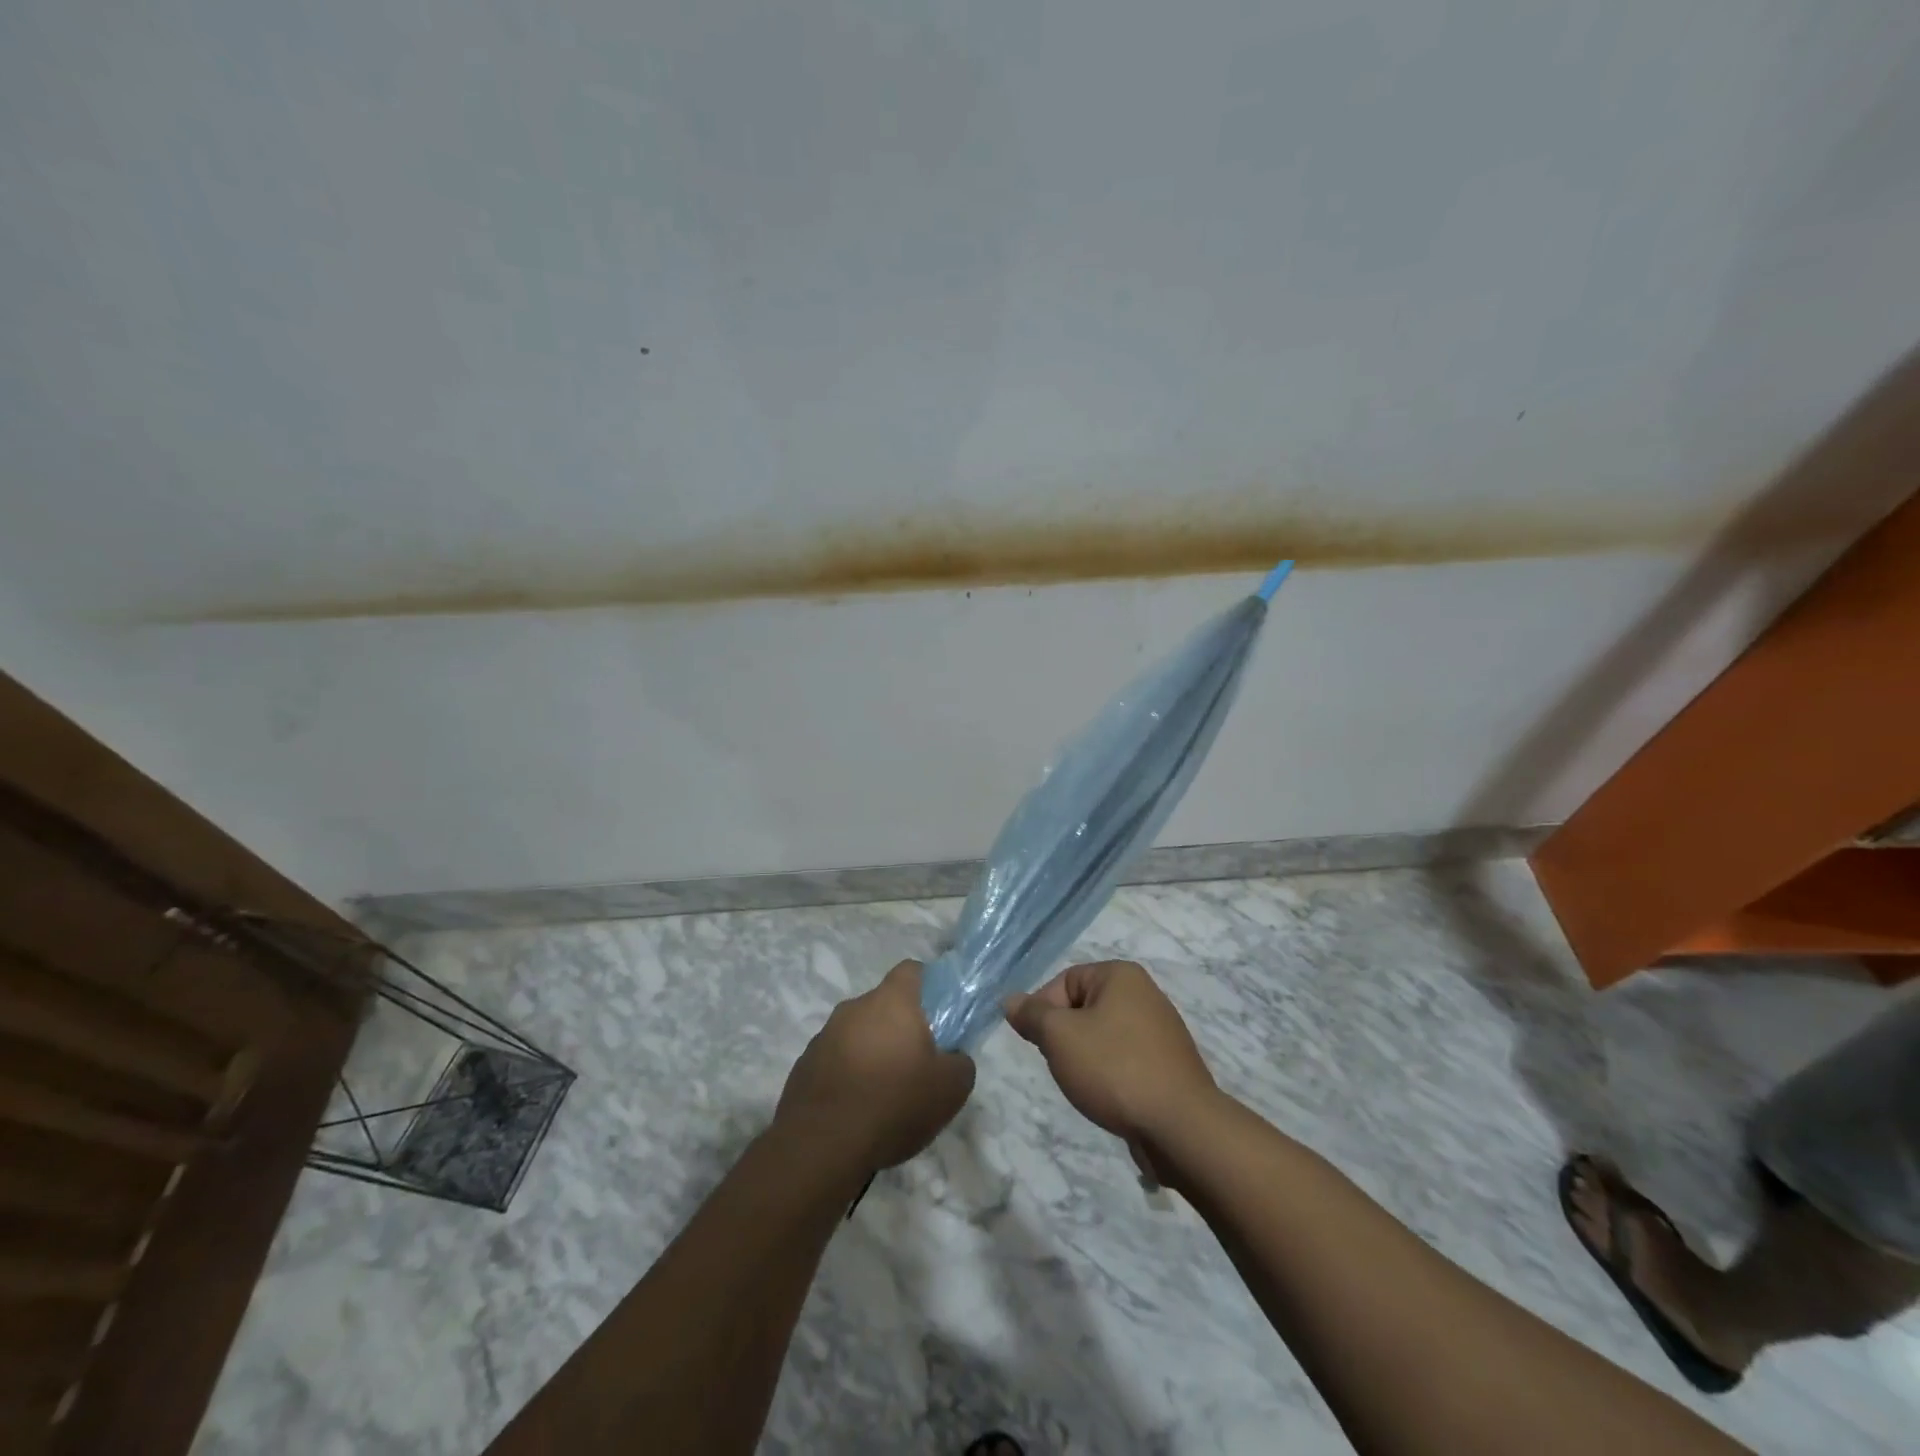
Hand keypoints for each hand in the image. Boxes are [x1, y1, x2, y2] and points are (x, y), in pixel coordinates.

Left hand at [775, 961, 975, 1171]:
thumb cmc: (894, 1103)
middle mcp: (855, 1007)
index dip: (929, 986)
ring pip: (858, 1033)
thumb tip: (953, 1057)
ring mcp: (824, 1035)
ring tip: (884, 1094)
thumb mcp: (950, 1089)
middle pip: (884, 1005)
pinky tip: (856, 1109)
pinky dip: (848, 1075)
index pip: (912, 971)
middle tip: (917, 1064)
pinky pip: (835, 1059)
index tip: (939, 1015)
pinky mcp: (804, 1064)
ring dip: (872, 1052)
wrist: (822, 1145)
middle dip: (900, 1028)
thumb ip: (960, 1062)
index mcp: (892, 1001)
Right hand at [1005, 961, 1218, 1166]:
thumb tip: (1010, 1000)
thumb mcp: (1060, 1037)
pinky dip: (1111, 1075)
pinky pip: (1126, 1060)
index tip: (1038, 1044)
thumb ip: (1032, 1015)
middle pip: (1083, 1008)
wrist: (1180, 1126)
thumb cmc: (1114, 1068)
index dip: (1043, 1011)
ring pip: (1103, 1036)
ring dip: (1086, 1059)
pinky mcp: (1168, 1065)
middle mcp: (1144, 994)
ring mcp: (1161, 1031)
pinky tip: (1109, 1098)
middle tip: (1061, 1065)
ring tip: (1087, 1085)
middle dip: (1065, 1037)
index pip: (1064, 981)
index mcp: (1121, 975)